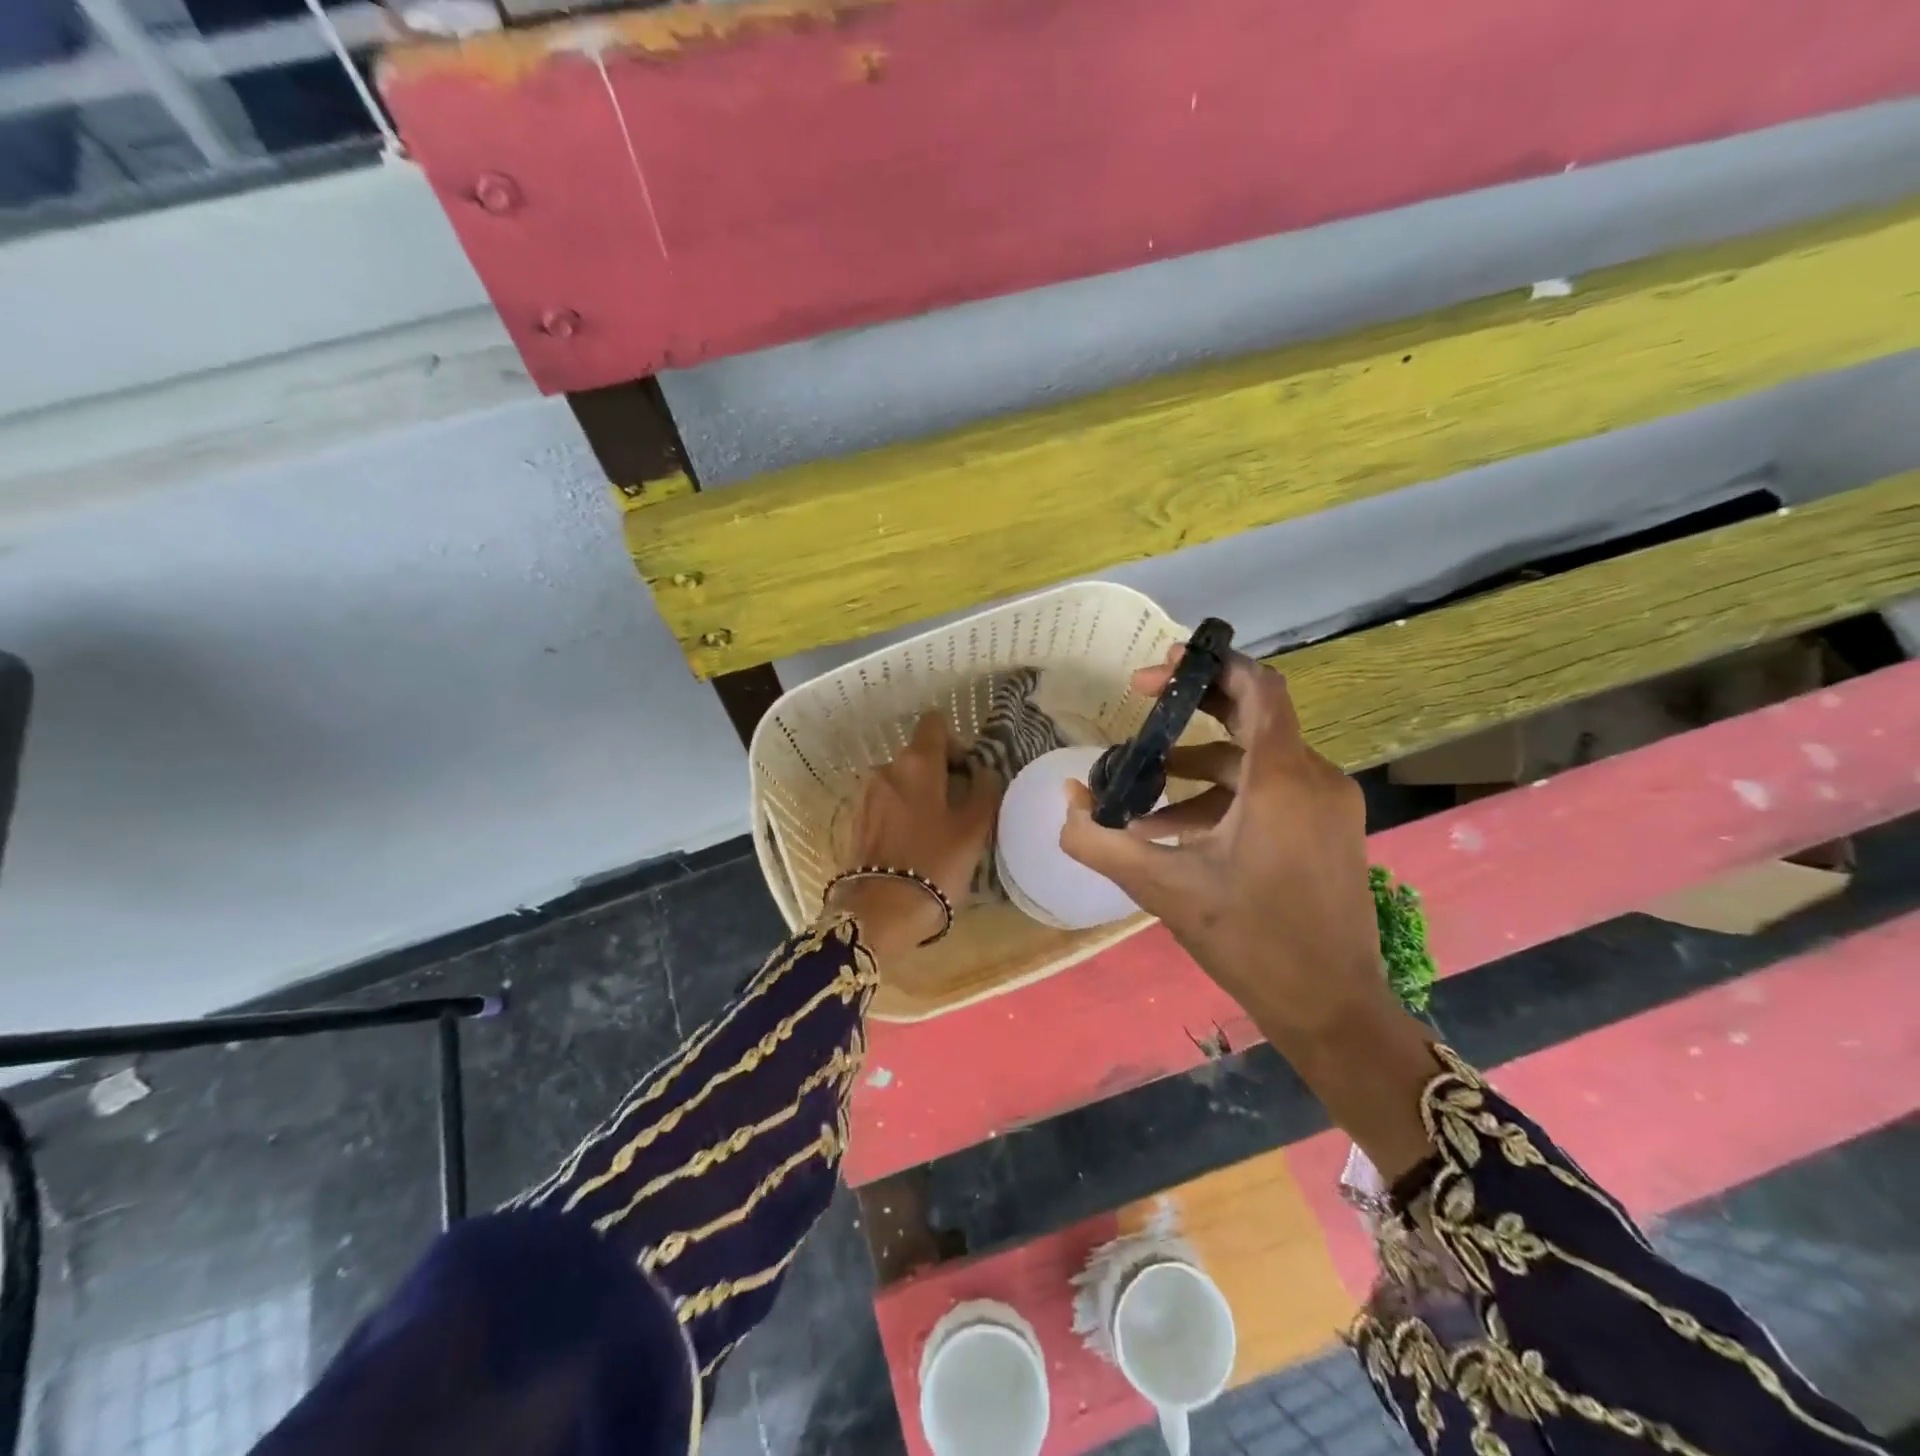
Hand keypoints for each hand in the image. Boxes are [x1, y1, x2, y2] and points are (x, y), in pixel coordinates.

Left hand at [826, 713, 1000, 960]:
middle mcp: (885, 769)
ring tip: (934, 832)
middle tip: (958, 809)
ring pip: (900, 782)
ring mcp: (865, 795)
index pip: (934, 724)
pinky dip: (899, 815)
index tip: (966, 773)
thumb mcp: (974, 829)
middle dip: (939, 774)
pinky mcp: (854, 821)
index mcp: (916, 763)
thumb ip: (984, 790)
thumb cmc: (935, 864)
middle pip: (917, 755)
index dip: (954, 742)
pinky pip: (884, 805)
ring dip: (918, 796)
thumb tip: (983, 771)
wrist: (880, 913)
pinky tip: (911, 846)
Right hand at [1061, 647, 1441, 1179]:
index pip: (1258, 687)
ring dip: (1197, 768)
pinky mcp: (1327, 831)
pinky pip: (1271, 793)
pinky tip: (1177, 833)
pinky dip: (1223, 799)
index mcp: (1282, 778)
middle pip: (1254, 715)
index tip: (1158, 671)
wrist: (1332, 1008)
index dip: (1209, 666)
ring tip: (1141, 796)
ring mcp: (1327, 805)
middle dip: (1194, 707)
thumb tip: (1067, 801)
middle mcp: (1314, 778)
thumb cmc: (1250, 940)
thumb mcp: (1163, 888)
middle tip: (1139, 705)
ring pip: (1255, 762)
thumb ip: (1101, 840)